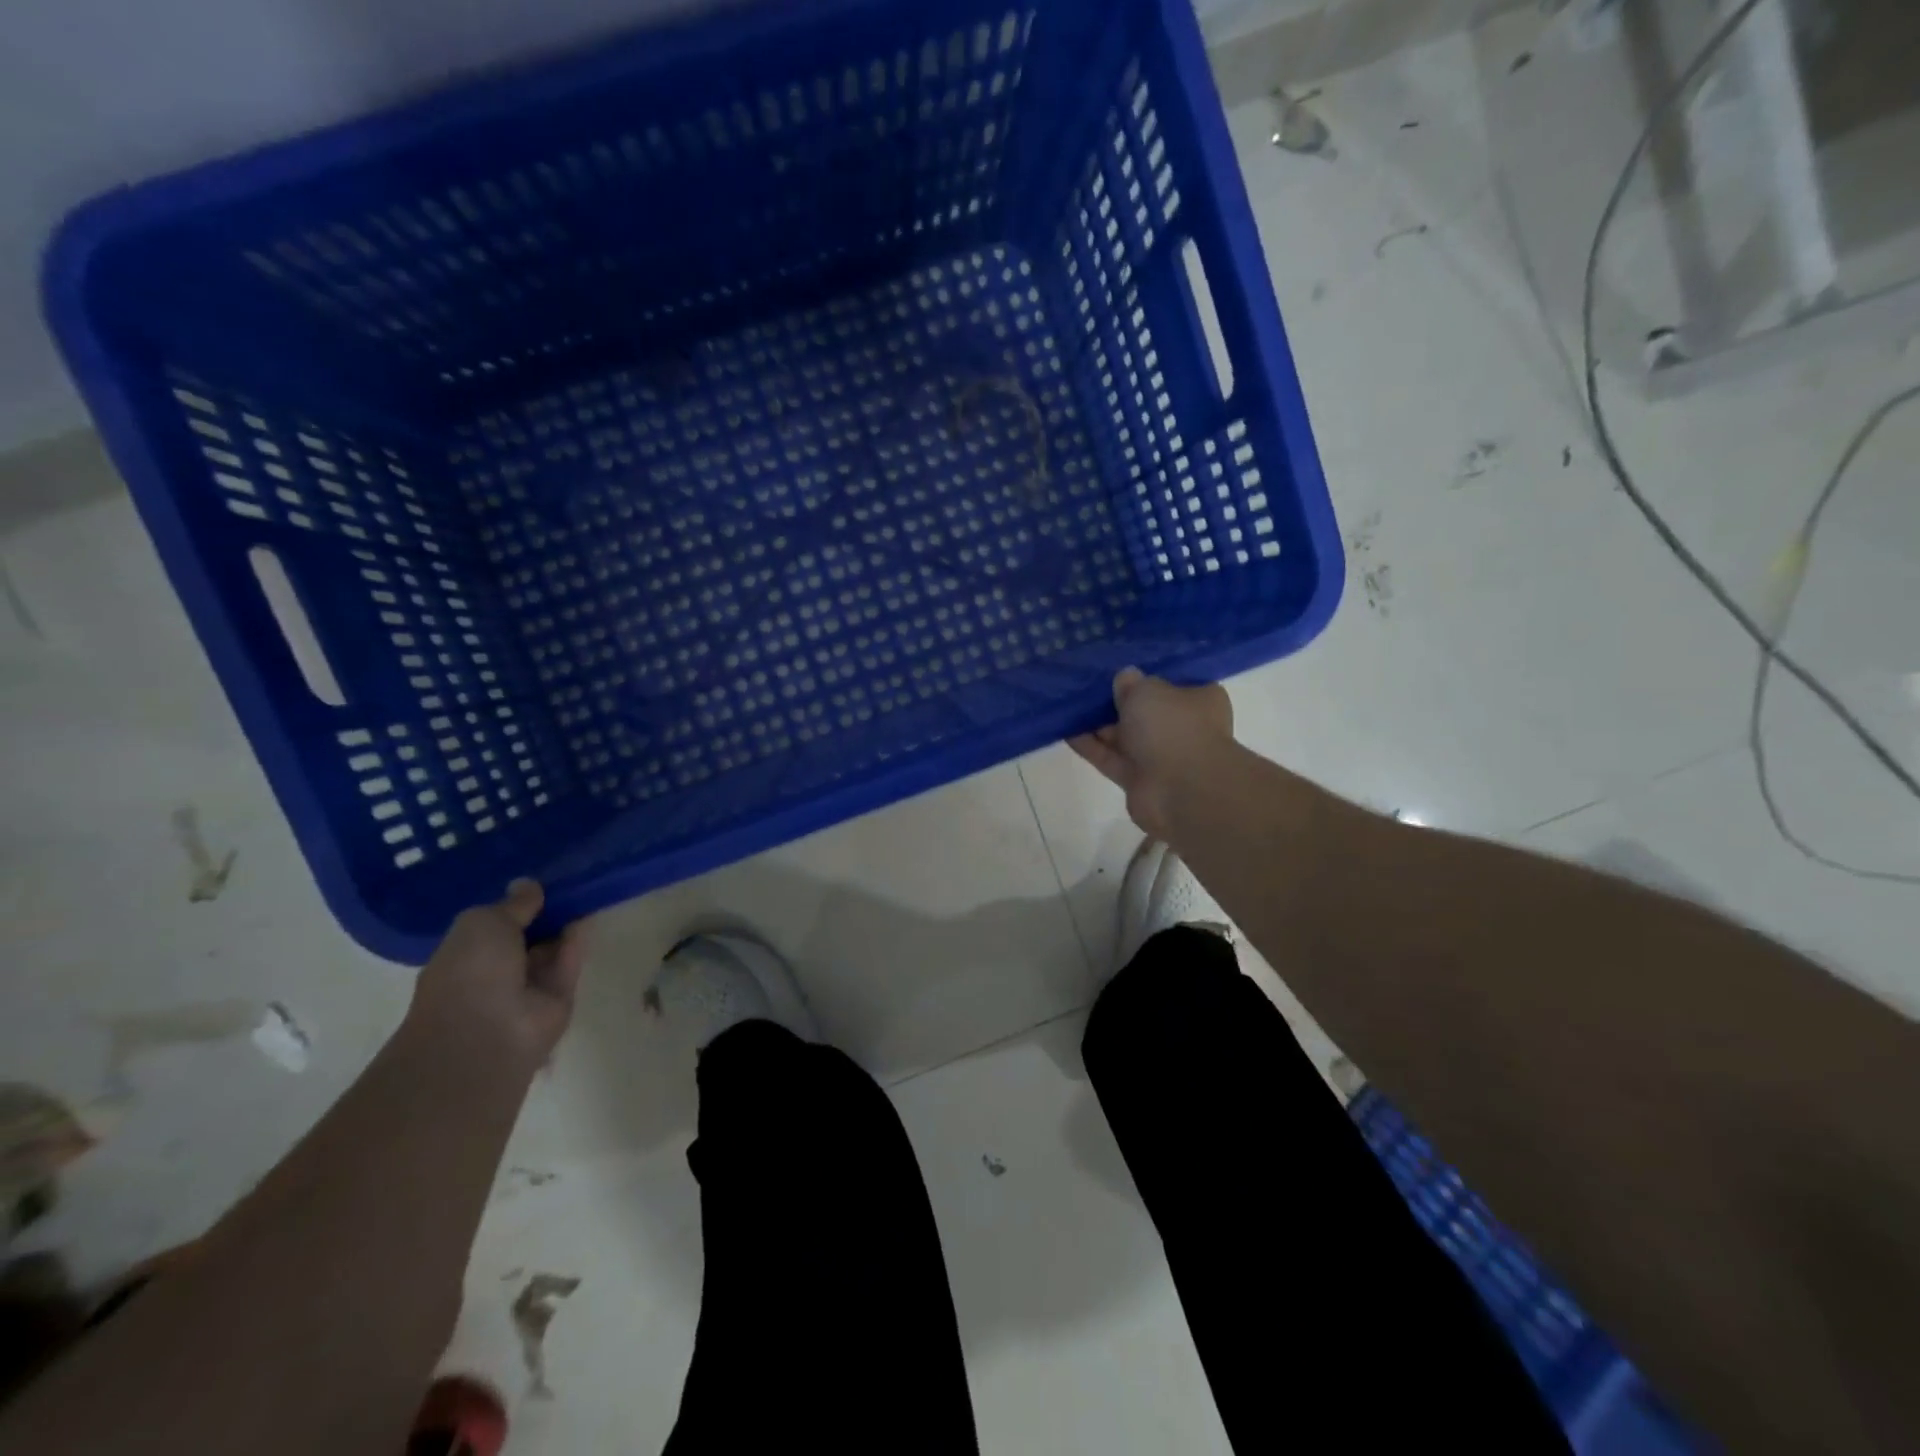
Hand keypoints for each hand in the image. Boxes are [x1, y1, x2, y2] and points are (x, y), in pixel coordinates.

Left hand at [404, 880, 587, 1076]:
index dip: (513, 905)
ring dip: (563, 926)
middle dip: (542, 915)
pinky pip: (568, 964)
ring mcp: (526, 989)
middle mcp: (494, 973)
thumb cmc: (470, 972)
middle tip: (566, 883)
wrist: (488, 1034)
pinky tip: (587, 917)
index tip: (535, 883)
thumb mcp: (483, 922)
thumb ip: (512, 904)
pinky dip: (576, 943)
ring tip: (584, 892)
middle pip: (524, 938)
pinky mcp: (558, 1000)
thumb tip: (529, 885)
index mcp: (463, 956)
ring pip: (549, 951)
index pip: (492, 927)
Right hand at [1069, 668, 1234, 840]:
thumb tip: (1125, 678)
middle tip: (1086, 685)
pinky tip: (1066, 730)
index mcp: (1199, 700)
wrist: (1180, 791)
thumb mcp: (1148, 690)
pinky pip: (1110, 757)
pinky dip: (1091, 746)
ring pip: (1125, 735)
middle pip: (1145, 710)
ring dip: (1099, 724)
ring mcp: (1160, 755)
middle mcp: (1182, 727)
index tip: (1120, 668)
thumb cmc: (1173, 727)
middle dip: (1117, 701)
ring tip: (1068, 705)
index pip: (1173, 682)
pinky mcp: (1138, 779)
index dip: (1147, 675)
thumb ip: (1131, 683)